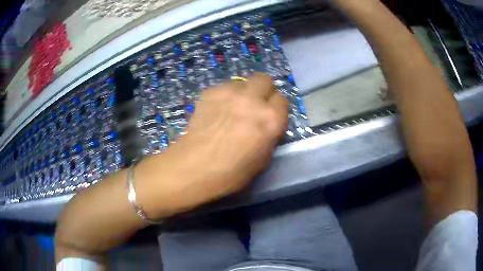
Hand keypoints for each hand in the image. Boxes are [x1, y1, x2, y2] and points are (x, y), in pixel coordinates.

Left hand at [136, 73, 287, 218]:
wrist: (195, 167)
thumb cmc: (232, 172)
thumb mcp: (262, 159)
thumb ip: (269, 135)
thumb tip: (265, 124)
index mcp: (271, 119)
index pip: (282, 100)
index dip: (275, 108)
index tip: (268, 116)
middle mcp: (253, 100)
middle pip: (264, 80)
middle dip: (262, 90)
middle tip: (254, 105)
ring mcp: (230, 92)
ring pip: (242, 81)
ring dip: (242, 92)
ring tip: (231, 108)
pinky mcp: (210, 92)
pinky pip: (223, 87)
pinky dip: (223, 96)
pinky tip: (215, 111)